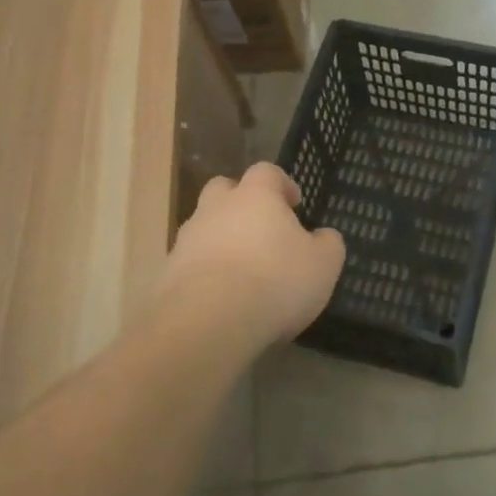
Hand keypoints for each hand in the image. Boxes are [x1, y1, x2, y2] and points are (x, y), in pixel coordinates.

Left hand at [158, 163, 345, 350]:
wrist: (207, 323)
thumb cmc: (275, 281)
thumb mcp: (323, 264)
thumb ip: (327, 244)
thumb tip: (323, 237)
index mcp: (255, 195)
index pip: (267, 172)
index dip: (282, 185)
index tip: (294, 204)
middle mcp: (216, 208)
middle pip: (223, 190)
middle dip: (240, 203)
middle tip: (261, 230)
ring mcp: (187, 240)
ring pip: (204, 227)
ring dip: (221, 241)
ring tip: (243, 274)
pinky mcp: (167, 274)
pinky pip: (191, 264)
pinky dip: (206, 274)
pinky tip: (223, 300)